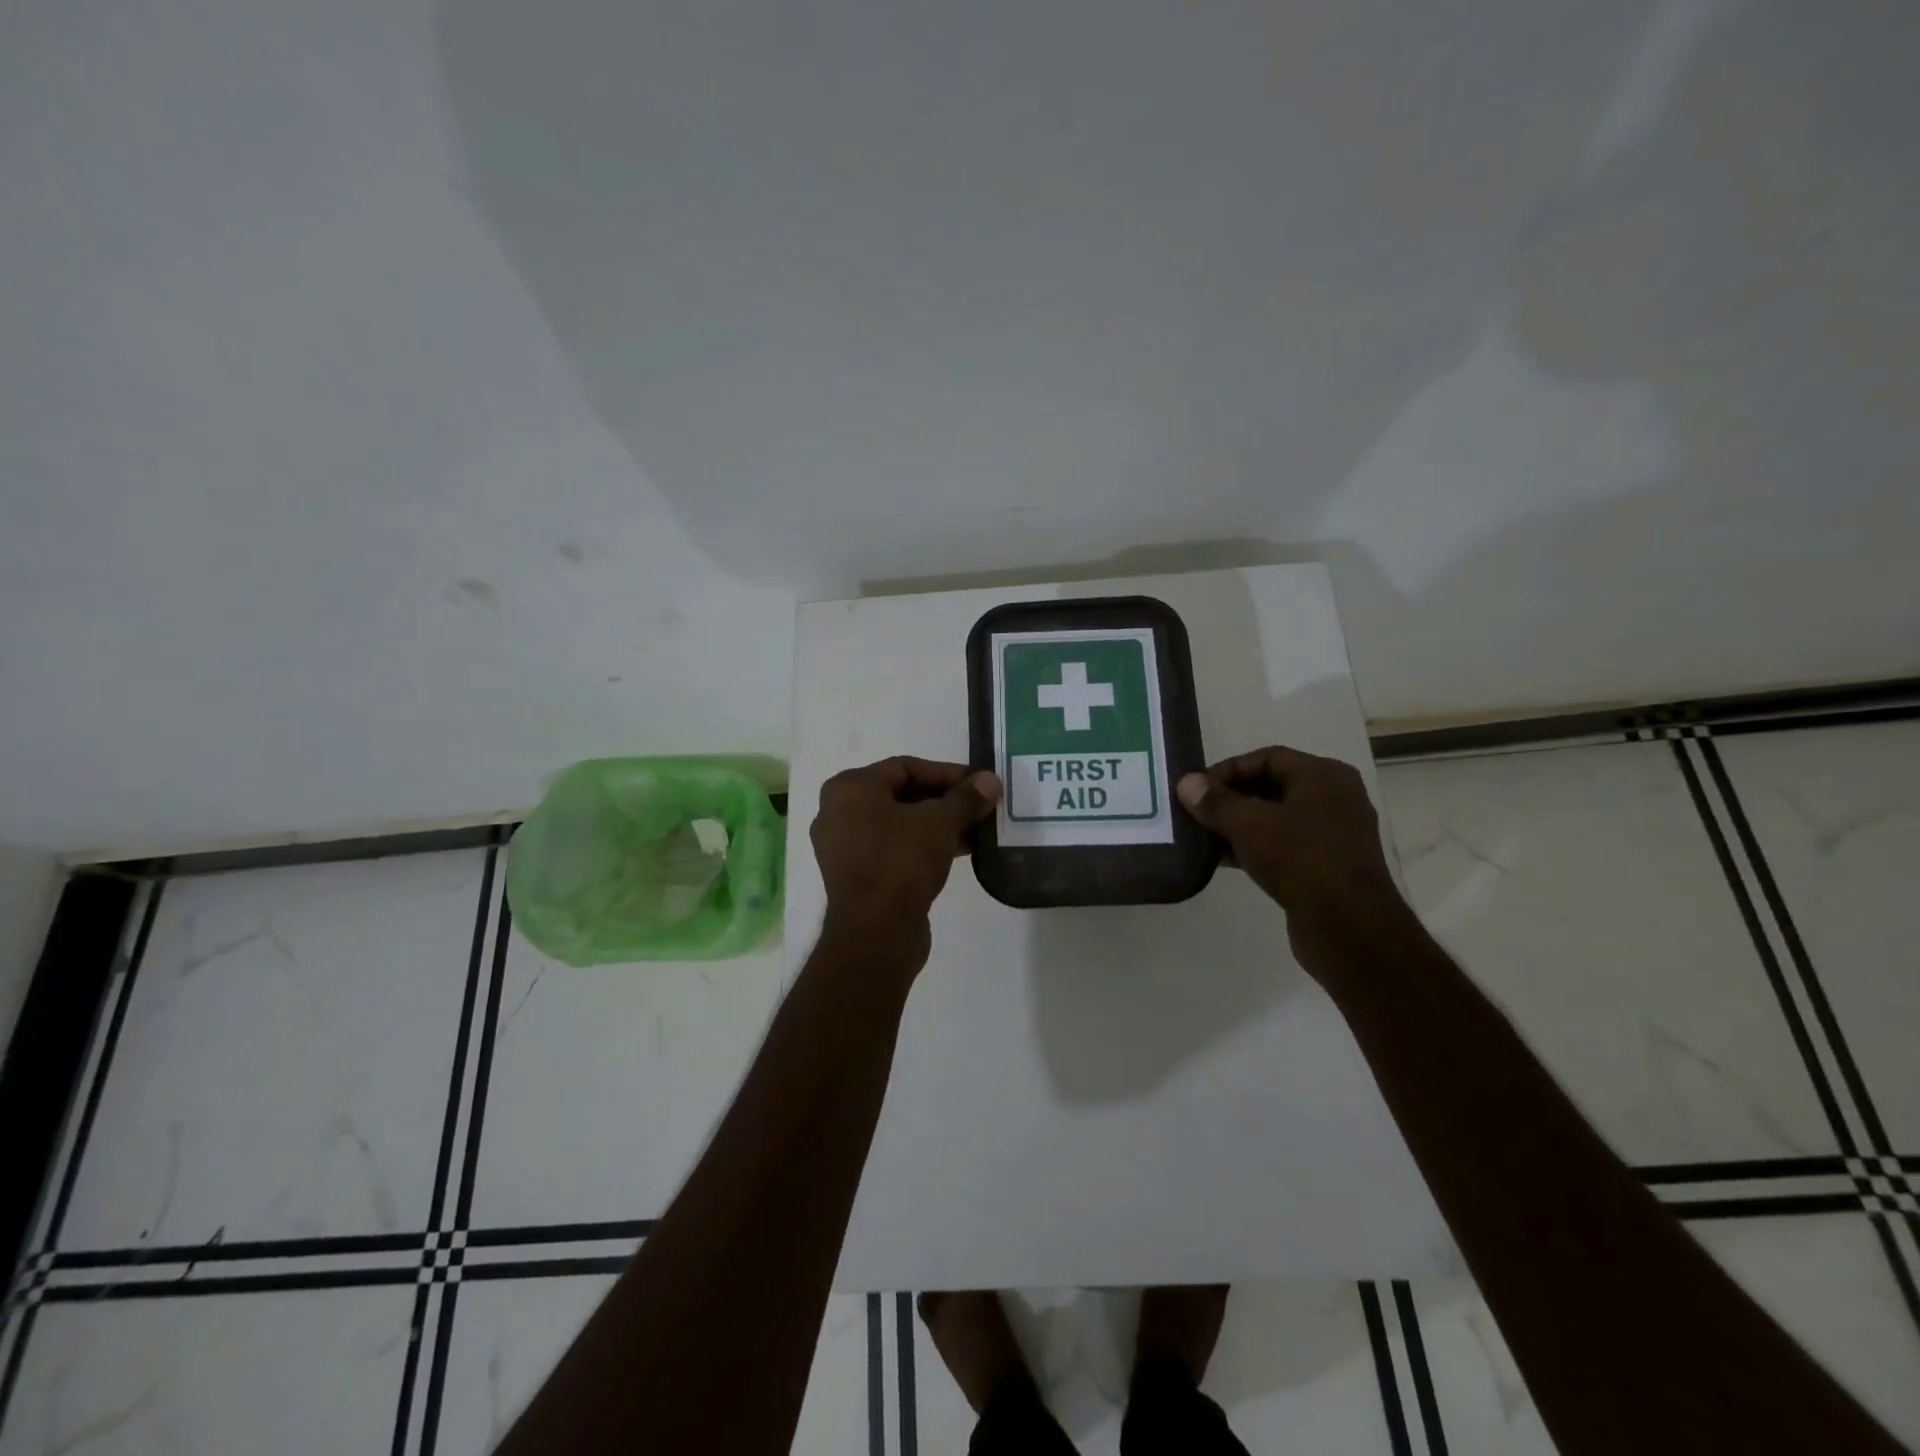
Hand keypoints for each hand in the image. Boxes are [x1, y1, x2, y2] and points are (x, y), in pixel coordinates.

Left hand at [811, 757, 1001, 971]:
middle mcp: (838, 812)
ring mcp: (844, 847)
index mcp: (849, 789)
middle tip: (980, 805)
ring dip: (938, 824)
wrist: (876, 933)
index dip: (947, 773)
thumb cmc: (901, 862)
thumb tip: (991, 780)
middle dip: (945, 800)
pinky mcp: (857, 875)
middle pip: (901, 794)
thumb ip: (966, 798)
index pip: (905, 767)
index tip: (980, 784)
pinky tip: (959, 851)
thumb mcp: (940, 823)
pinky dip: (923, 845)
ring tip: (977, 829)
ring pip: (899, 823)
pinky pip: (894, 848)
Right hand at [1177, 747, 1404, 958]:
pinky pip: (1283, 846)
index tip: (1197, 790)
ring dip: (1238, 826)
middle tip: (1196, 812)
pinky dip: (1253, 848)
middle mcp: (1334, 799)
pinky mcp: (1326, 867)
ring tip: (1202, 836)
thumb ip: (1215, 802)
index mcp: (1324, 776)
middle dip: (1230, 798)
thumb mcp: (1249, 824)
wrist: (1349, 927)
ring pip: (1275, 819)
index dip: (1228, 769)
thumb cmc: (1301, 859)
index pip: (1267, 757)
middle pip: (1271, 786)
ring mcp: (1333, 835)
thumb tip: (1186, 783)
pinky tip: (1222, 860)